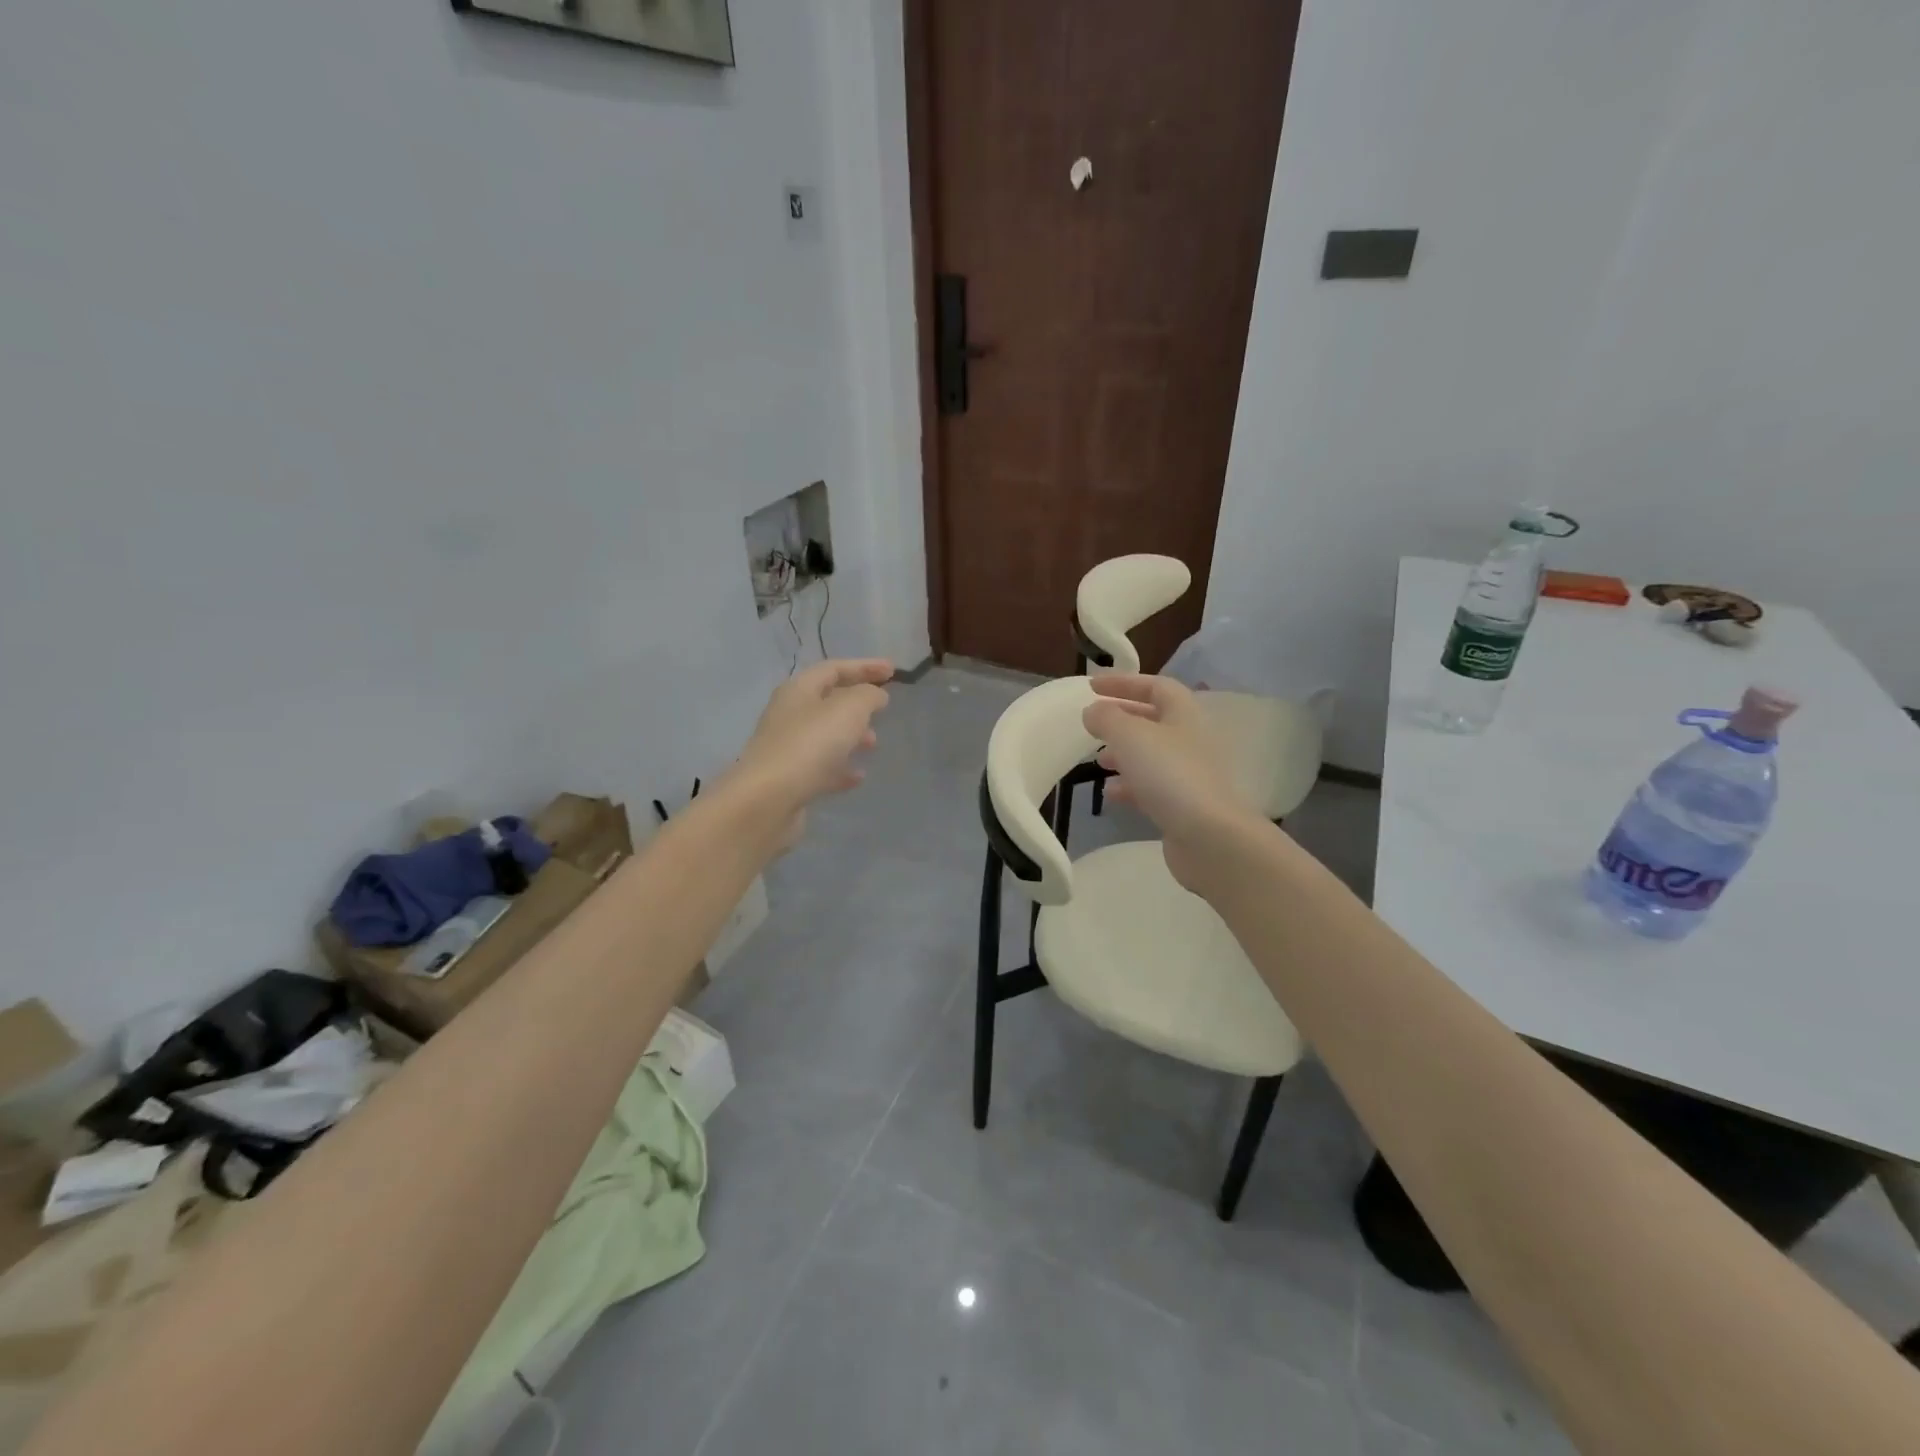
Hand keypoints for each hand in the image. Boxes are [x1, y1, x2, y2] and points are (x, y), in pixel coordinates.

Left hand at [731, 659, 893, 847]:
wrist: (768, 800)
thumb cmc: (810, 745)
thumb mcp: (848, 710)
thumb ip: (867, 696)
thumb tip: (876, 695)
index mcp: (798, 690)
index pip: (833, 668)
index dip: (864, 666)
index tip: (894, 671)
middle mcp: (789, 715)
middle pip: (827, 701)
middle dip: (857, 703)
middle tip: (883, 709)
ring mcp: (787, 748)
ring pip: (825, 735)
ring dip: (851, 736)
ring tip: (874, 744)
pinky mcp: (790, 779)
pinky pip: (821, 767)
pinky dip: (841, 768)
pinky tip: (858, 776)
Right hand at [1082, 674, 1261, 891]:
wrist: (1210, 837)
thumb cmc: (1170, 775)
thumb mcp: (1130, 736)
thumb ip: (1106, 718)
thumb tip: (1093, 711)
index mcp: (1184, 714)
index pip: (1156, 686)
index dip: (1124, 683)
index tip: (1092, 686)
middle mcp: (1191, 740)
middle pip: (1154, 721)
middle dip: (1122, 720)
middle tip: (1093, 725)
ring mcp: (1190, 774)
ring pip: (1152, 755)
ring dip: (1123, 754)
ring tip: (1098, 761)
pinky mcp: (1184, 805)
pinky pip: (1152, 787)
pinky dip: (1130, 786)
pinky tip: (1111, 794)